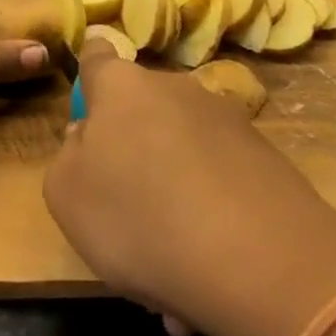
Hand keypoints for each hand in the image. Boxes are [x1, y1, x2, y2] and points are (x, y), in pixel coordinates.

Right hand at [44, 41, 335, 335]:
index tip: (90, 100)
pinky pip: (219, 185)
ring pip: (182, 156)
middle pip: (143, 113)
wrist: (259, 260)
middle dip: (133, 157)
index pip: (97, 56)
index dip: (90, 71)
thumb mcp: (68, 197)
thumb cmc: (140, 218)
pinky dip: (210, 220)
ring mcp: (227, 120)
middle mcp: (176, 89)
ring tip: (171, 273)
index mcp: (122, 87)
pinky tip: (209, 278)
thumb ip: (68, 157)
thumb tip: (88, 137)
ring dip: (172, 199)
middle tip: (125, 219)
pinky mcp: (267, 157)